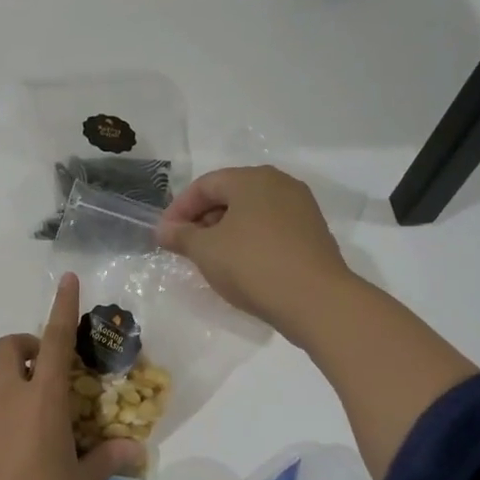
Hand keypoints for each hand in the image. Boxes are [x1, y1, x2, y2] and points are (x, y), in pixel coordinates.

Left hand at [0, 273, 143, 479]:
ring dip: (11, 378)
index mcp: (43, 398)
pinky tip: (7, 445)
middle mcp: (7, 396)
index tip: (67, 279)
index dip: (63, 307)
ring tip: (30, 409)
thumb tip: (136, 451)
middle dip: (28, 347)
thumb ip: (107, 460)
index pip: (57, 340)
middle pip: (11, 348)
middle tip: (47, 371)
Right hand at [157, 165, 354, 342]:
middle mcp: (280, 184)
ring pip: (252, 212)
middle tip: (186, 247)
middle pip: (230, 194)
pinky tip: (241, 266)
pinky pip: (271, 229)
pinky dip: (250, 240)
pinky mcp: (313, 233)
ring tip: (211, 259)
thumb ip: (181, 236)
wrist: (316, 300)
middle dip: (203, 219)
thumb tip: (164, 230)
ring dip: (226, 231)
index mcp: (252, 179)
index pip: (205, 184)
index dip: (179, 208)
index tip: (165, 235)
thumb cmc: (252, 265)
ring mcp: (301, 208)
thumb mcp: (206, 251)